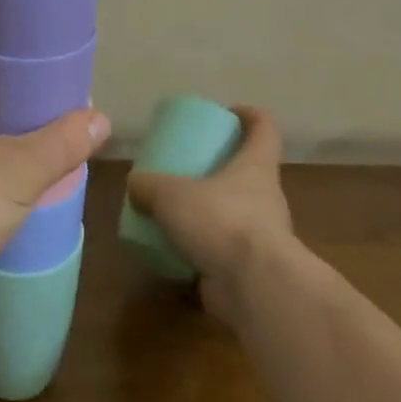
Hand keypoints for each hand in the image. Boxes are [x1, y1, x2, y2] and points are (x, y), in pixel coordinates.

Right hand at [125, 106, 294, 326]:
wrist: (257, 289)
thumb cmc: (221, 222)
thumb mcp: (171, 194)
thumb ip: (148, 186)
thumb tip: (135, 185)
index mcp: (255, 168)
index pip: (264, 129)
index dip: (249, 115)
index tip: (228, 112)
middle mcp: (265, 198)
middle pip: (247, 172)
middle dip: (218, 168)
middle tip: (185, 167)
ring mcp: (262, 236)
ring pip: (234, 213)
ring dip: (209, 212)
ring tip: (174, 211)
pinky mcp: (251, 270)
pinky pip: (224, 251)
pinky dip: (203, 249)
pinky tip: (174, 251)